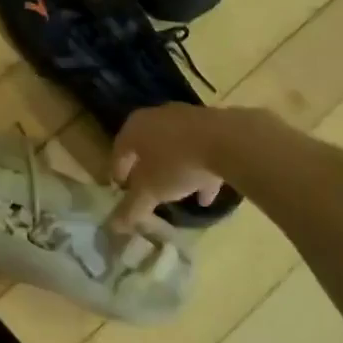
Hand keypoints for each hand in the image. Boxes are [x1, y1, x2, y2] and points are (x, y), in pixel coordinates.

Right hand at [110, 105, 227, 230]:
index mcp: (135, 127)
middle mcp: (156, 117)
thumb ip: (131, 208)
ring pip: (174, 148)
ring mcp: (185, 118)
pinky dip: (199, 170)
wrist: (228, 141)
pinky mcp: (212, 124)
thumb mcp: (150, 191)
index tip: (121, 192)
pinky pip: (199, 149)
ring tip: (179, 196)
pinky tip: (206, 194)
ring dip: (174, 171)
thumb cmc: (177, 163)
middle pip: (146, 147)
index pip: (119, 151)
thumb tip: (114, 225)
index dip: (118, 174)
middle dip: (147, 171)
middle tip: (147, 191)